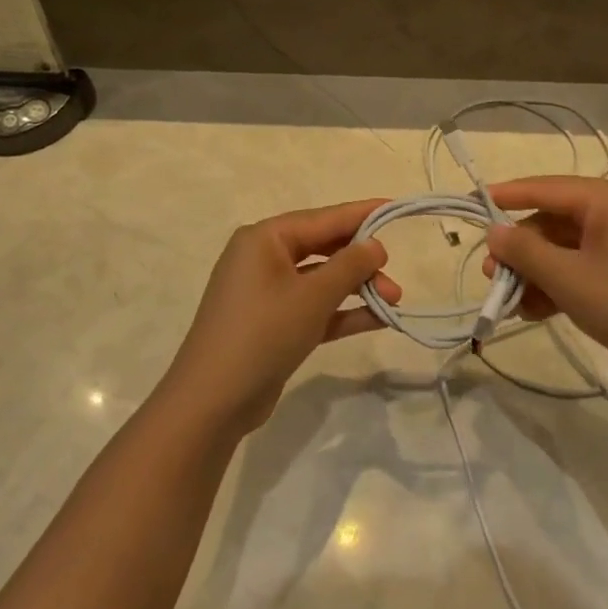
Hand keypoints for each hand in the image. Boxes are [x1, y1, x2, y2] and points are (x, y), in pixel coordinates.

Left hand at [160, 200, 400, 435]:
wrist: (213, 401)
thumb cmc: (263, 333)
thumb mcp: (312, 296)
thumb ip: (349, 266)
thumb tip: (376, 244)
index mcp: (265, 239)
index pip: (322, 218)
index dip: (361, 214)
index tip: (395, 207)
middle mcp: (263, 258)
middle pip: (322, 248)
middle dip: (361, 260)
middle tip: (393, 272)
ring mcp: (266, 293)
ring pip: (321, 280)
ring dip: (356, 288)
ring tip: (394, 300)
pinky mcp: (273, 324)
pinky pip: (314, 307)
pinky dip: (342, 311)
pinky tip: (377, 319)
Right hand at [482, 176, 607, 391]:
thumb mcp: (567, 278)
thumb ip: (524, 251)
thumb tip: (494, 232)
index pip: (545, 187)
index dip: (506, 196)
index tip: (472, 202)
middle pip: (555, 221)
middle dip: (521, 250)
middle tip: (492, 276)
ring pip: (568, 247)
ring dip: (537, 272)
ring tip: (512, 304)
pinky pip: (587, 265)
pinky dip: (561, 283)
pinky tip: (538, 311)